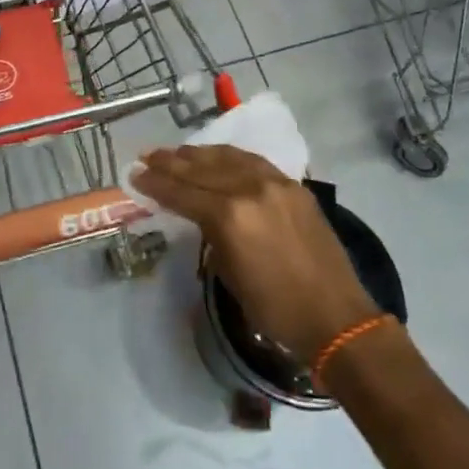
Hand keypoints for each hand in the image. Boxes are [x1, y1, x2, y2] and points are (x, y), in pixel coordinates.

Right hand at [133, 145, 377, 363]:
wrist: (334, 315)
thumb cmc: (274, 309)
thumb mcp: (229, 273)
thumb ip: (210, 234)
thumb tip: (198, 214)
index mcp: (230, 216)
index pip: (182, 192)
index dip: (155, 183)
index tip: (134, 173)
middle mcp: (250, 189)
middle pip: (201, 169)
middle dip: (171, 162)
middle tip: (147, 156)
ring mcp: (275, 182)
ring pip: (228, 157)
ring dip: (199, 154)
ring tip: (176, 152)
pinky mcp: (293, 185)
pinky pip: (253, 161)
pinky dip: (230, 157)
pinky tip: (217, 156)